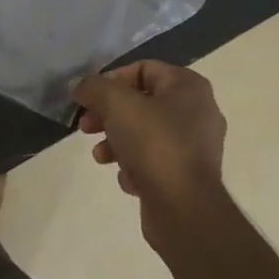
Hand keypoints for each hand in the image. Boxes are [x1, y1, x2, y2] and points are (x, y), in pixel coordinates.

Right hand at [72, 62, 226, 248]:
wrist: (184, 209)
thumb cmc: (154, 144)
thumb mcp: (117, 104)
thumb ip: (94, 88)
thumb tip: (80, 86)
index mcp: (189, 87)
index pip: (143, 69)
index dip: (111, 80)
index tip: (89, 98)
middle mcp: (198, 112)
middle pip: (141, 102)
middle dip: (108, 114)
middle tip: (86, 126)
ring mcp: (195, 146)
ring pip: (144, 133)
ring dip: (116, 141)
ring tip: (100, 155)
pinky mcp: (187, 175)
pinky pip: (154, 161)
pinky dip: (135, 166)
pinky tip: (128, 178)